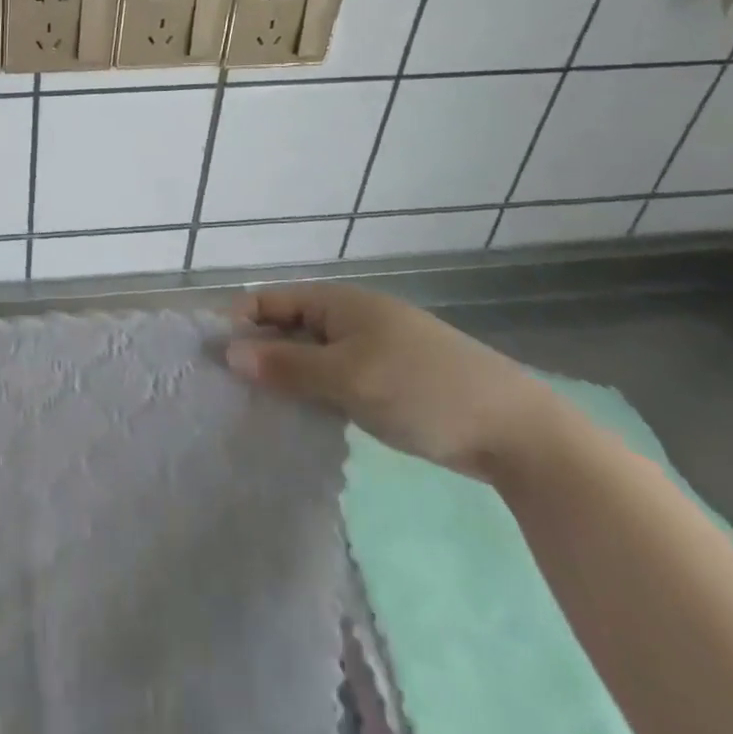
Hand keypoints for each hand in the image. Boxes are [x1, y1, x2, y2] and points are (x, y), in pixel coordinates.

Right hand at [226, 283, 570, 480]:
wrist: (518, 433)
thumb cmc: (423, 391)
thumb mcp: (348, 378)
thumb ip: (287, 366)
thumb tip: (230, 353)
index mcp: (340, 302)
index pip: (270, 300)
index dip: (239, 322)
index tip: (214, 358)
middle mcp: (352, 316)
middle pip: (289, 327)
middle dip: (260, 352)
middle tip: (233, 390)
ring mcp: (374, 347)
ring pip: (313, 355)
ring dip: (288, 376)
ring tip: (260, 408)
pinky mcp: (391, 378)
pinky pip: (337, 376)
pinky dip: (317, 391)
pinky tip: (306, 417)